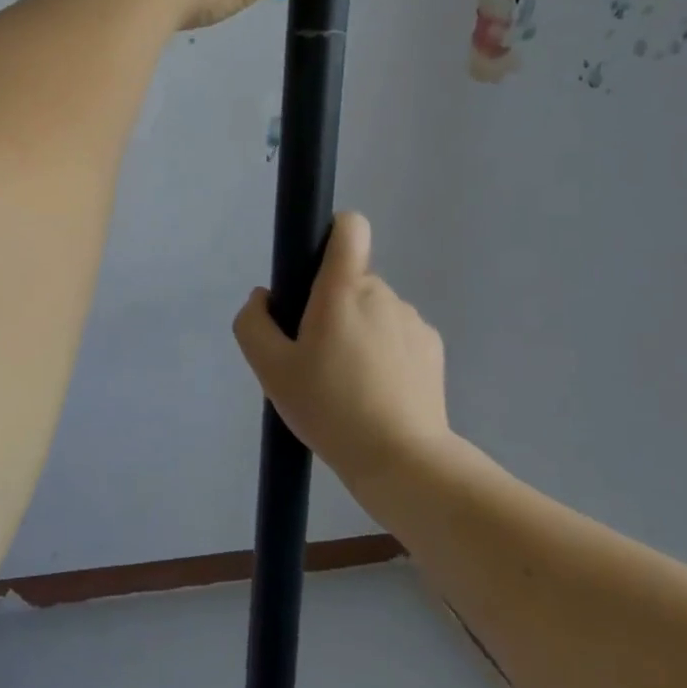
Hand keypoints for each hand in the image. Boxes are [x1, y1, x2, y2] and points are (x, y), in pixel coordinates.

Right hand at [233, 211, 455, 486]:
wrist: (401, 460)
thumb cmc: (329, 408)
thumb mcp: (270, 370)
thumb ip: (254, 323)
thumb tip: (263, 298)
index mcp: (344, 289)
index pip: (349, 227)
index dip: (330, 235)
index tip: (312, 271)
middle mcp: (384, 293)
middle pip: (351, 279)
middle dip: (331, 306)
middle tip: (314, 357)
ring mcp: (413, 321)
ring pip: (373, 310)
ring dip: (357, 331)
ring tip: (346, 383)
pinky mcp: (433, 349)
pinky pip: (396, 335)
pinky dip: (382, 352)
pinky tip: (375, 394)